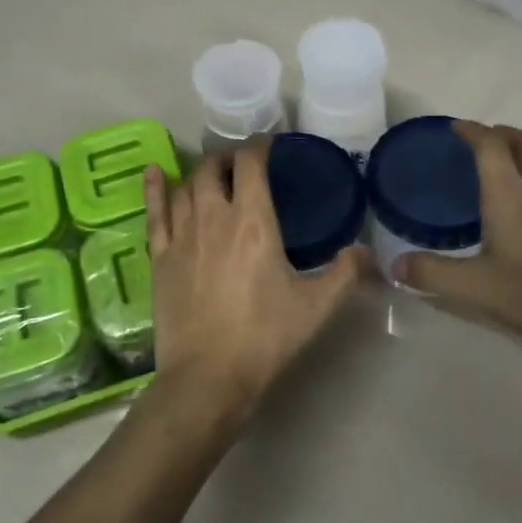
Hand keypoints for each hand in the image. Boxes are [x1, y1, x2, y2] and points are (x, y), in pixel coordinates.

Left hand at [142, 143, 368, 434]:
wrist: (208, 377)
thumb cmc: (265, 337)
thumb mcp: (317, 307)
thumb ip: (346, 274)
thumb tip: (366, 252)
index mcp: (253, 222)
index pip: (250, 164)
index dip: (259, 146)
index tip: (268, 145)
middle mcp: (213, 218)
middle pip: (213, 168)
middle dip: (228, 159)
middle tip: (242, 165)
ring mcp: (181, 237)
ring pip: (185, 187)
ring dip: (200, 173)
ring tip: (212, 174)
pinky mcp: (159, 258)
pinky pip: (154, 212)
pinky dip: (155, 188)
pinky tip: (155, 171)